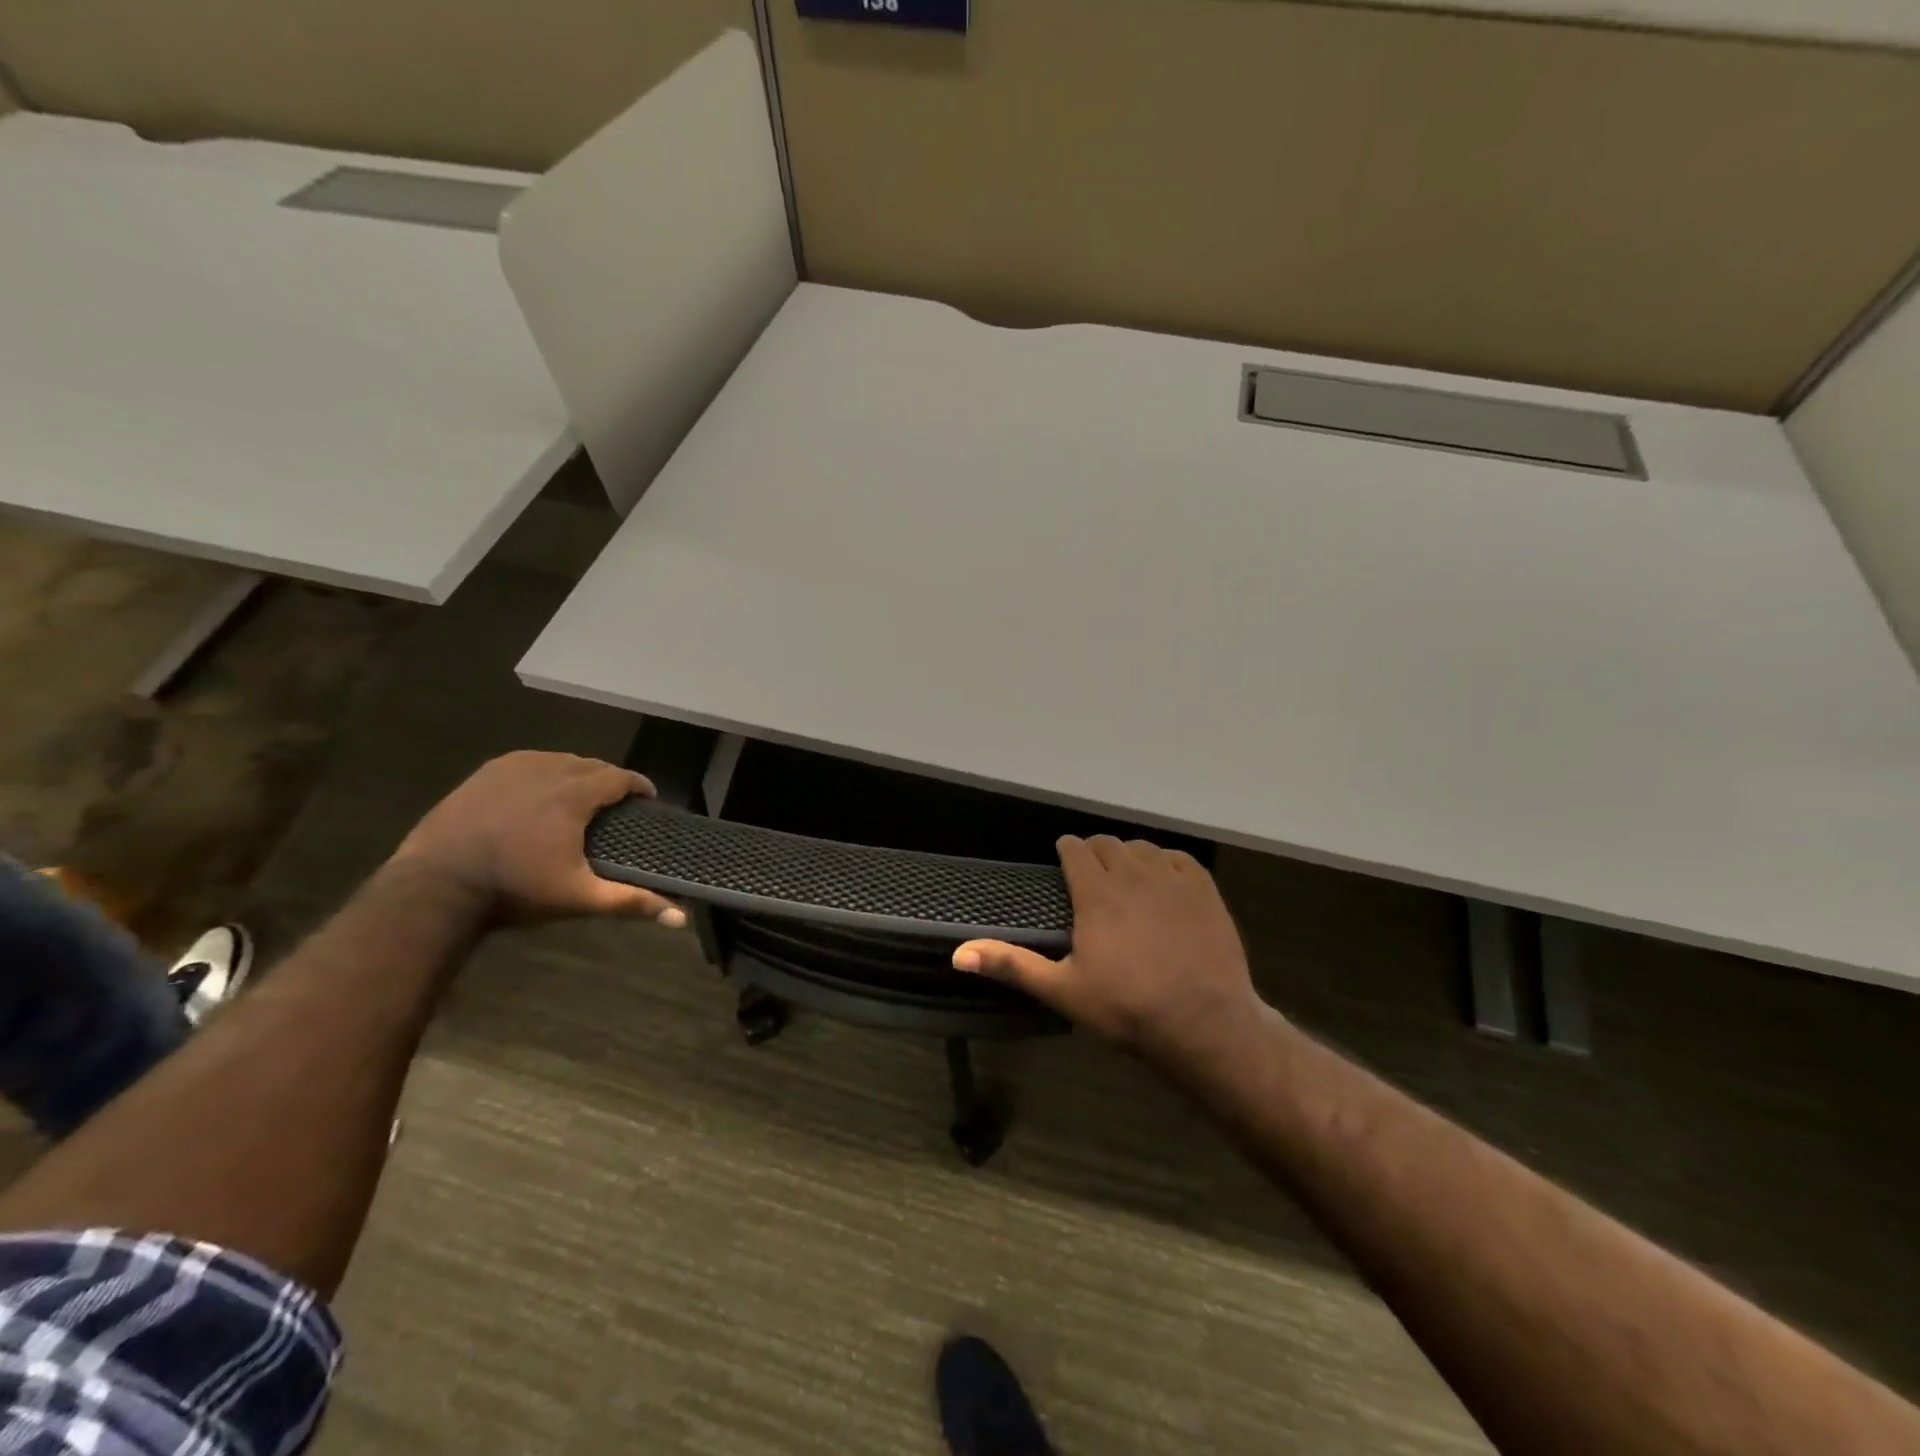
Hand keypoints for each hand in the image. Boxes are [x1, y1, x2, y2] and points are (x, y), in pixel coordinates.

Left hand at [389, 751, 685, 927]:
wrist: (435, 887)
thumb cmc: (515, 890)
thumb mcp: (579, 897)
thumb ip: (630, 902)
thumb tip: (680, 919)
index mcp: (575, 793)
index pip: (620, 777)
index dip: (638, 786)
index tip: (646, 800)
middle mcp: (548, 769)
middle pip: (591, 765)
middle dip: (608, 780)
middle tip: (615, 804)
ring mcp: (512, 768)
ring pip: (559, 760)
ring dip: (576, 773)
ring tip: (581, 797)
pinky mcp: (485, 774)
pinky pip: (528, 762)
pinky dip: (544, 771)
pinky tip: (541, 791)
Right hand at [953, 836, 1264, 1065]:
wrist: (1204, 1024)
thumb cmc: (1126, 1008)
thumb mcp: (1062, 990)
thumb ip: (1012, 965)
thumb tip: (958, 954)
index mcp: (1096, 893)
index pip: (1076, 849)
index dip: (1066, 849)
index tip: (1063, 857)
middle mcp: (1132, 874)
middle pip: (1108, 844)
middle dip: (1095, 852)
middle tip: (1091, 874)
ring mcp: (1172, 879)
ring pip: (1143, 847)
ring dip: (1128, 855)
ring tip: (1125, 877)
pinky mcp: (1205, 889)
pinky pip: (1179, 859)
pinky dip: (1166, 862)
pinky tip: (1163, 881)